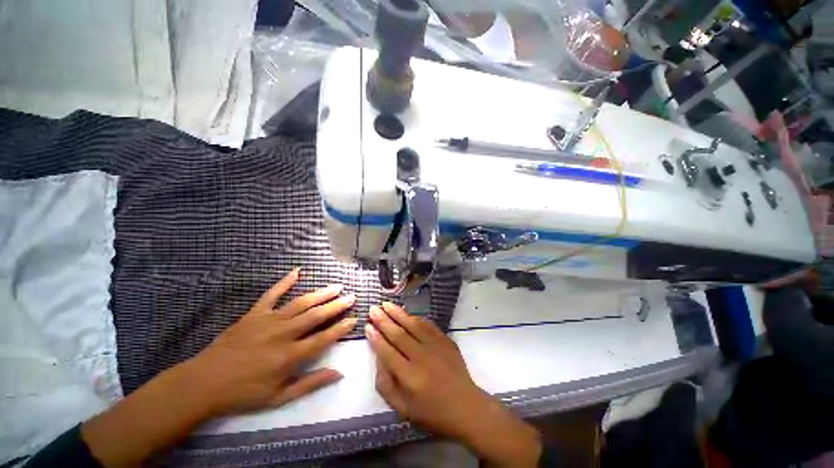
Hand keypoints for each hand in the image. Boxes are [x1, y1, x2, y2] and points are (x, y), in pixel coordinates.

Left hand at [79, 268, 356, 466]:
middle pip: (316, 316)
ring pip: (301, 303)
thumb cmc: (243, 393)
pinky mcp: (254, 314)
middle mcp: (283, 334)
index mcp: (289, 356)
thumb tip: (338, 373)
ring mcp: (268, 321)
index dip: (341, 328)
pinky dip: (285, 282)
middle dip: (337, 305)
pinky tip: (297, 271)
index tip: (354, 318)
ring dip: (321, 294)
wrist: (203, 383)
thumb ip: (310, 384)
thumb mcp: (279, 397)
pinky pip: (272, 294)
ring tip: (336, 286)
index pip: (324, 338)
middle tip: (351, 296)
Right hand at [366, 302, 540, 467]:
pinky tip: (408, 312)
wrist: (466, 407)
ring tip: (387, 304)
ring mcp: (436, 347)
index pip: (388, 352)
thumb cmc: (432, 412)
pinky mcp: (446, 341)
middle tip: (373, 309)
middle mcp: (422, 358)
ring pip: (413, 325)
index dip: (376, 338)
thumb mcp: (403, 409)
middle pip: (399, 334)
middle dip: (384, 320)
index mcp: (410, 377)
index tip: (368, 325)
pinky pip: (428, 325)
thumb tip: (378, 359)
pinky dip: (417, 317)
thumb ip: (386, 385)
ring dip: (398, 313)